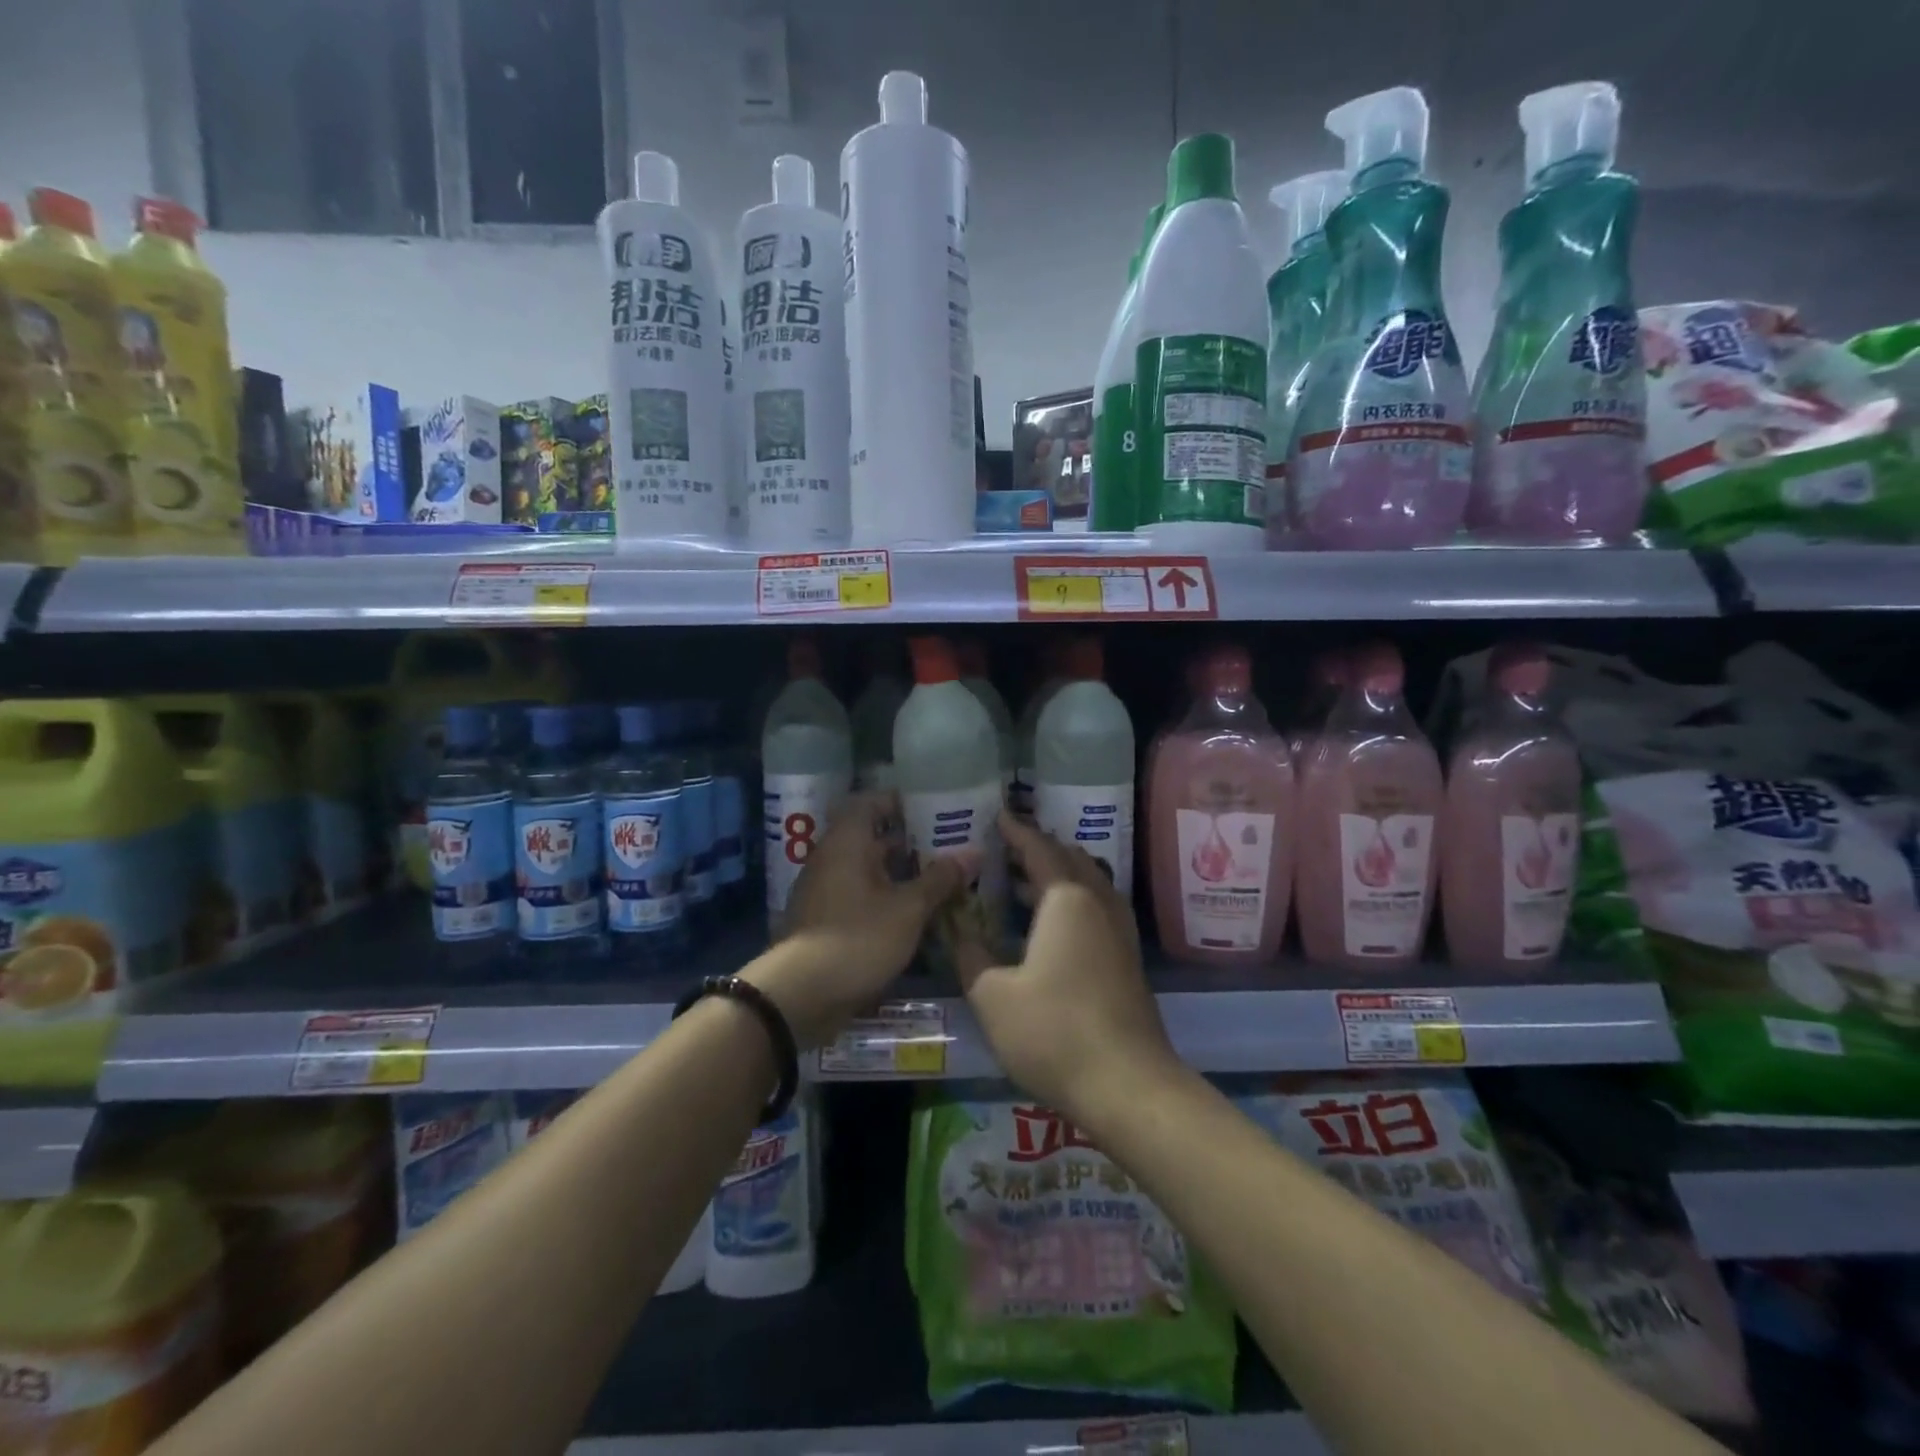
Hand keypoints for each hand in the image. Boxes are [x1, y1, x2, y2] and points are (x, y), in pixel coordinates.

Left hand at [747, 791, 972, 1047]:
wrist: (800, 995)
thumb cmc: (858, 938)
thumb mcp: (908, 909)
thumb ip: (940, 879)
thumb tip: (974, 852)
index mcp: (847, 841)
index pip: (871, 802)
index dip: (901, 802)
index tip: (934, 809)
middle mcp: (831, 857)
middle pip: (872, 837)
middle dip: (910, 841)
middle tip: (948, 846)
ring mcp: (825, 890)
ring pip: (867, 869)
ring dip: (900, 873)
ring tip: (940, 879)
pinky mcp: (825, 919)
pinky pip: (860, 895)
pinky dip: (885, 897)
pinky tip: (914, 912)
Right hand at [954, 813, 1178, 1128]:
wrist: (1129, 1086)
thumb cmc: (1053, 1032)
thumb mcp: (993, 996)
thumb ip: (971, 955)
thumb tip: (957, 930)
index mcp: (1066, 900)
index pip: (1040, 849)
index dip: (1017, 831)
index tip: (998, 816)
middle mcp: (1099, 904)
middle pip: (1070, 859)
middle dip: (1040, 849)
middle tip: (1007, 849)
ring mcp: (1120, 932)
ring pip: (1090, 883)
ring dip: (1060, 873)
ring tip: (1025, 880)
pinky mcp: (1129, 959)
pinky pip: (1099, 907)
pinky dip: (1074, 899)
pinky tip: (1055, 923)